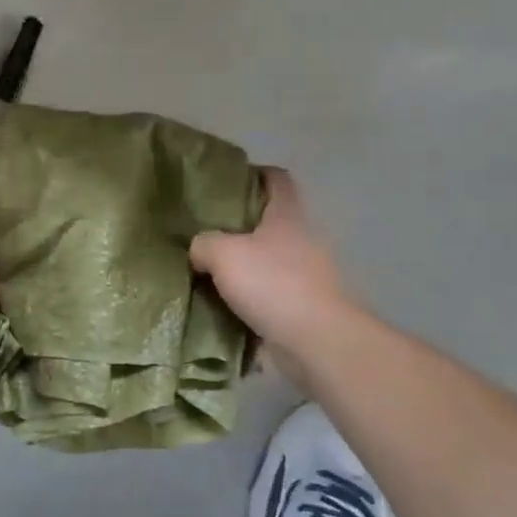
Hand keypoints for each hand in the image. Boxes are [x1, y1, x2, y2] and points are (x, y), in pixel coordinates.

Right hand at [190, 169, 359, 365]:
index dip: (255, 174)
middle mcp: (302, 240)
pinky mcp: (305, 308)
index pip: (277, 180)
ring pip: (269, 262)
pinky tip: (225, 306)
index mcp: (287, 216)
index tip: (228, 181)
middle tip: (207, 231)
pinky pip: (271, 297)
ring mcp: (308, 276)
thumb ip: (204, 243)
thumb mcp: (223, 254)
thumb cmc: (273, 284)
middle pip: (271, 222)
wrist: (317, 342)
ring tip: (210, 272)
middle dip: (241, 227)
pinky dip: (252, 301)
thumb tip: (199, 249)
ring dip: (246, 267)